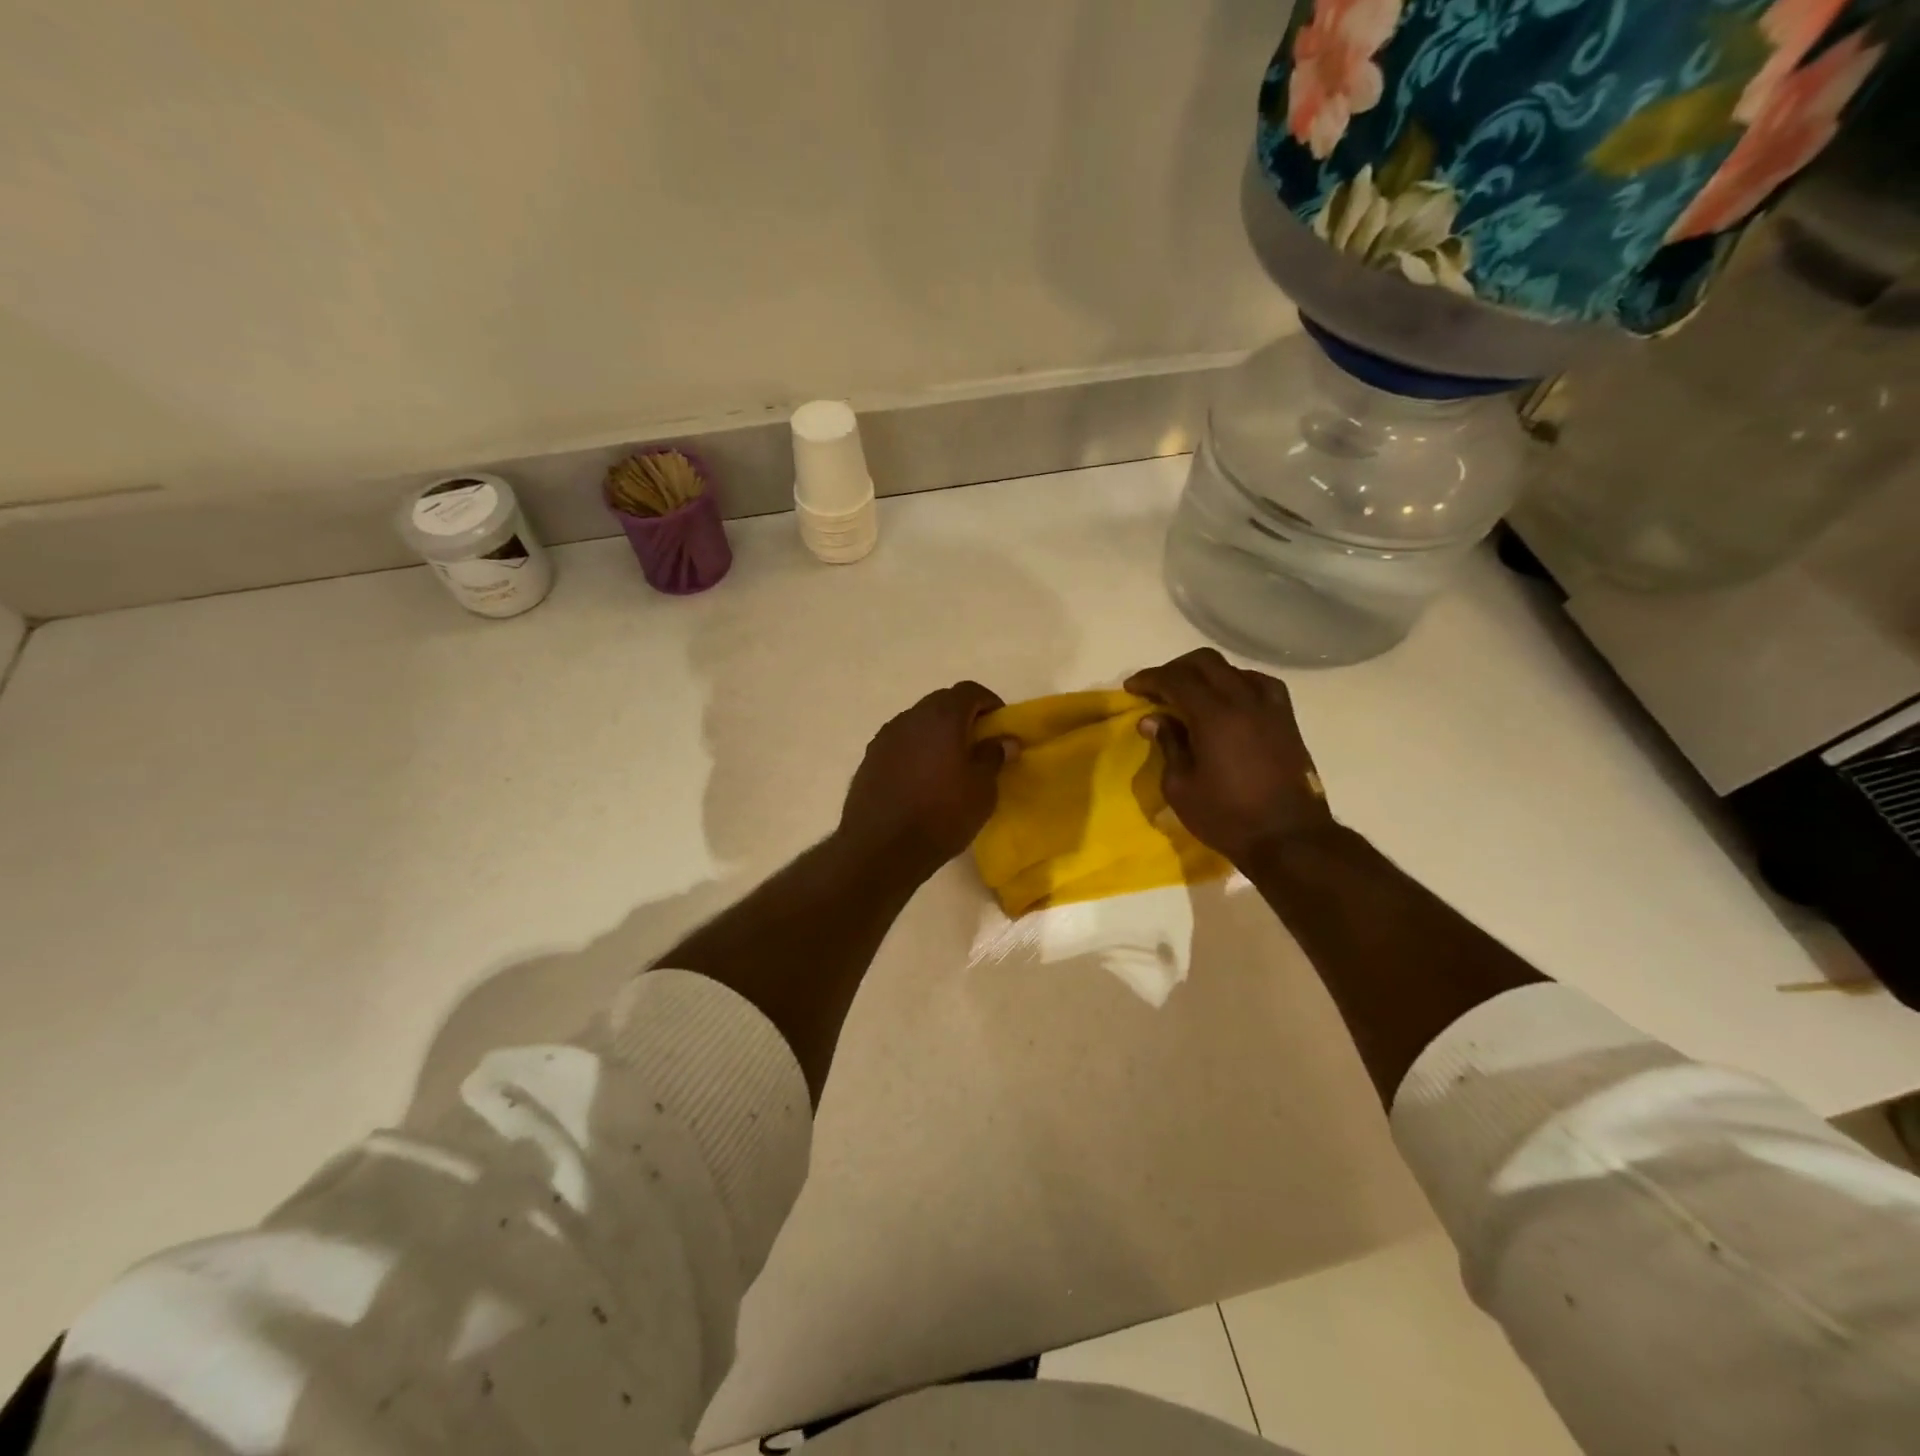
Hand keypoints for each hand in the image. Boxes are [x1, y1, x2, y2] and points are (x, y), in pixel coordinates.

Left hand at [838, 682, 1017, 877]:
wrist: (881, 849)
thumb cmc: (942, 815)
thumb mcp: (982, 790)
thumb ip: (994, 756)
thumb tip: (1005, 740)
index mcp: (941, 717)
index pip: (969, 690)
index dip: (989, 702)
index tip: (1000, 726)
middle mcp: (910, 718)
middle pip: (941, 703)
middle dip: (963, 717)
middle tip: (979, 744)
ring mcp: (885, 737)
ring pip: (918, 723)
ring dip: (937, 734)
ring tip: (950, 765)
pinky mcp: (869, 759)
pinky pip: (901, 744)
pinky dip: (916, 751)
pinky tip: (922, 780)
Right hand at [1125, 648, 1331, 867]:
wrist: (1288, 838)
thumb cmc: (1226, 817)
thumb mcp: (1181, 787)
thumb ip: (1168, 745)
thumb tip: (1153, 719)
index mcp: (1214, 715)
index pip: (1176, 679)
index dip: (1150, 678)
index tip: (1132, 688)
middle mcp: (1244, 700)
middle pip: (1205, 662)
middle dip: (1175, 669)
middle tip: (1156, 688)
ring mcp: (1270, 707)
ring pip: (1233, 669)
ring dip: (1205, 674)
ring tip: (1189, 695)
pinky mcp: (1286, 719)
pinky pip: (1258, 684)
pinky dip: (1235, 683)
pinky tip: (1227, 701)